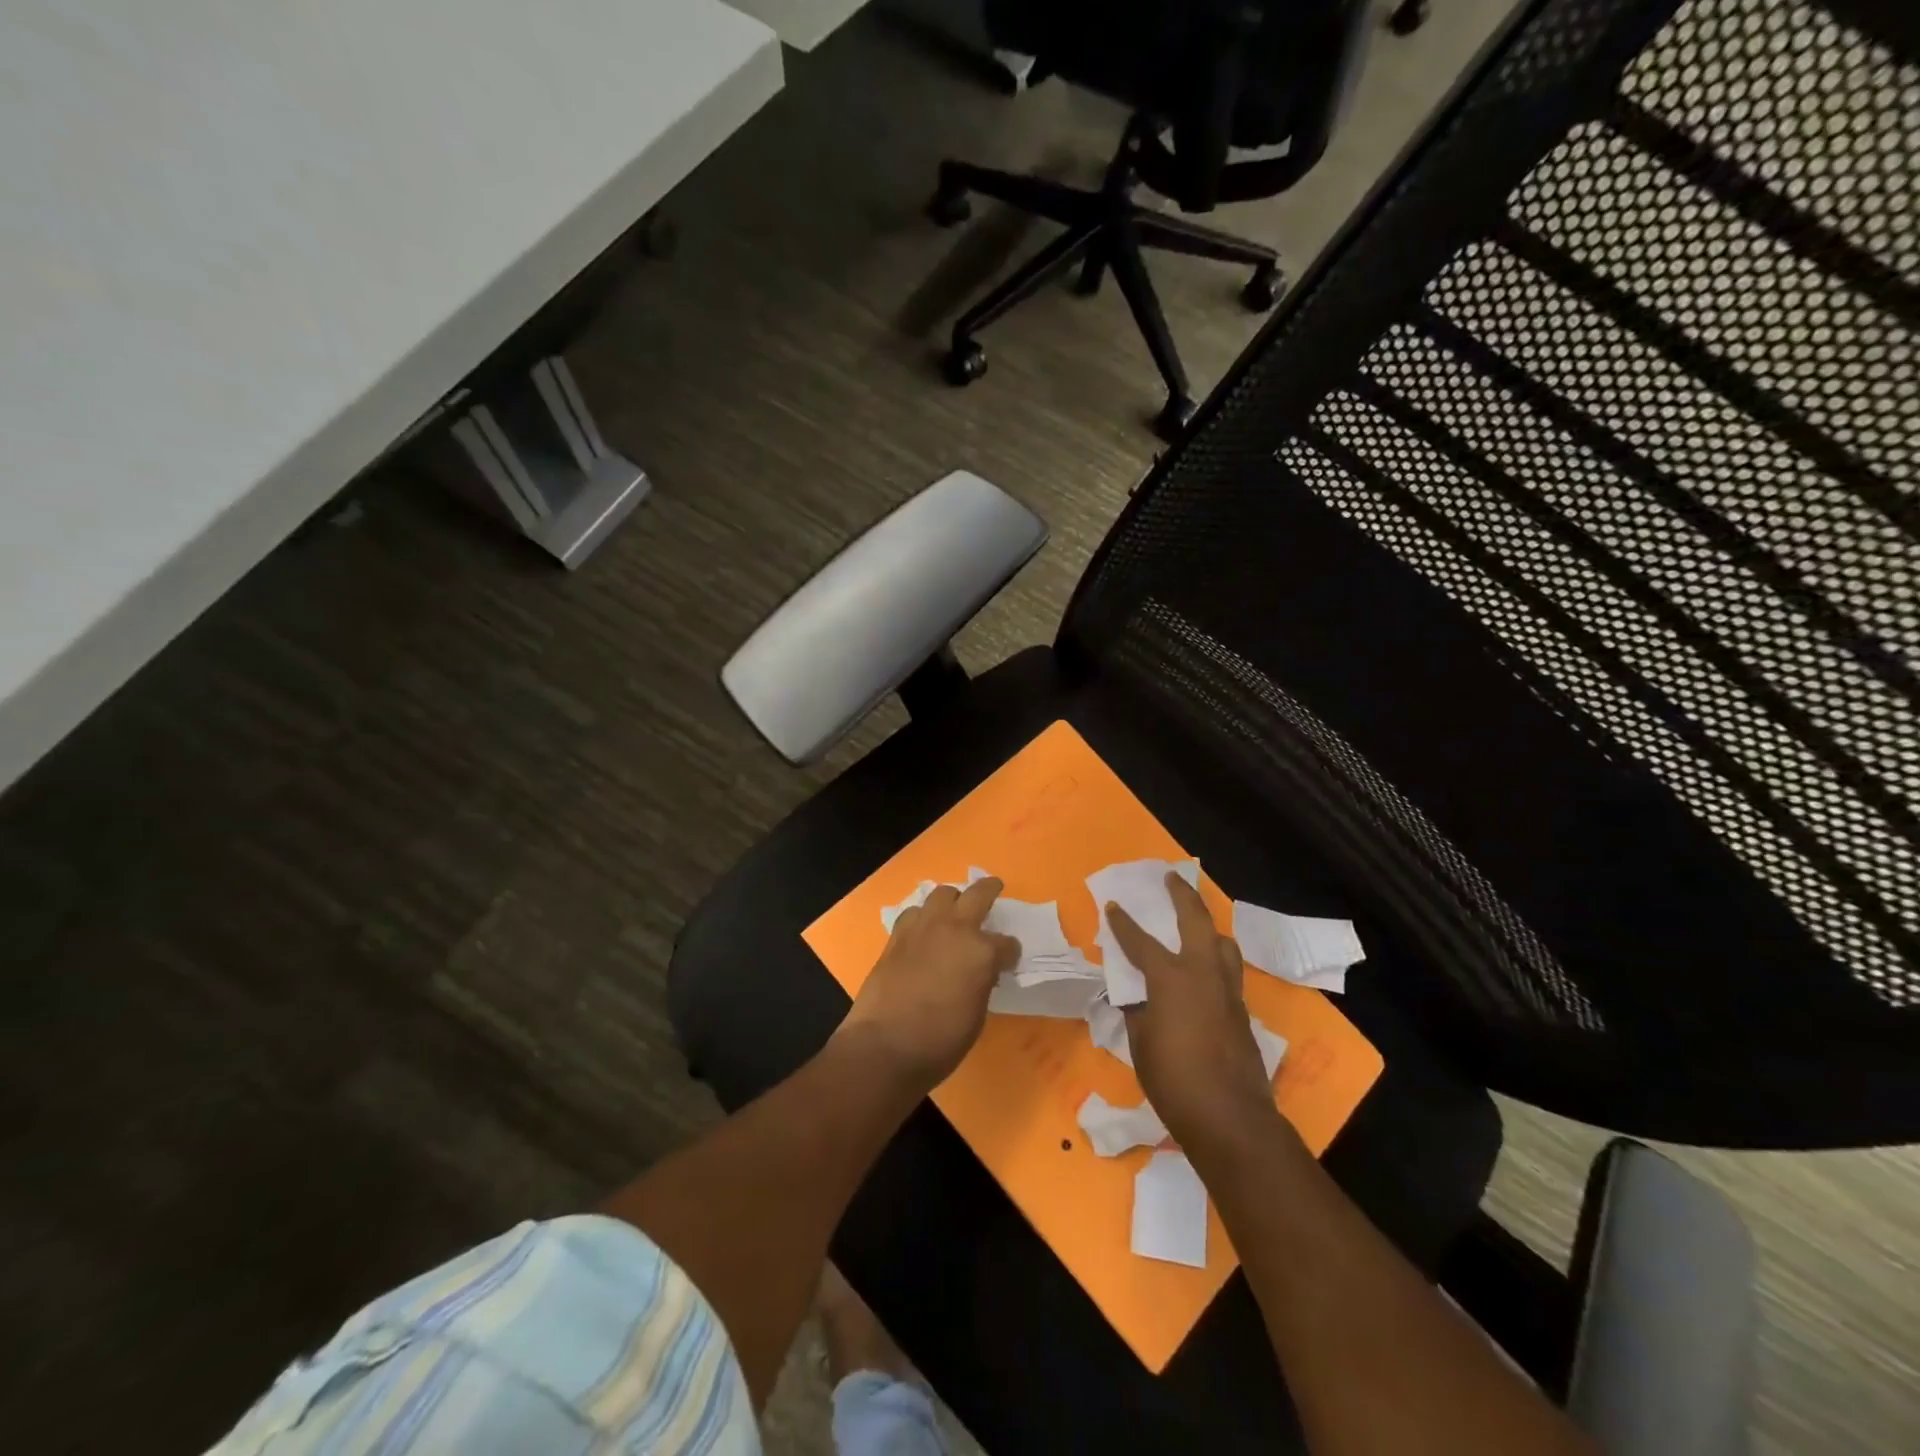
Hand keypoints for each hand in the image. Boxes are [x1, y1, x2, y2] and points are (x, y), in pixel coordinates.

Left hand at [837, 877, 1018, 1094]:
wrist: (886, 1045)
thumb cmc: (941, 1040)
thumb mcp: (977, 1015)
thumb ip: (982, 983)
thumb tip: (981, 973)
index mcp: (981, 952)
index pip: (1007, 944)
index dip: (1010, 952)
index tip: (1009, 960)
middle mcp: (954, 930)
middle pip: (977, 895)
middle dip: (989, 890)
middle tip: (994, 888)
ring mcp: (923, 928)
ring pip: (942, 893)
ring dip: (952, 899)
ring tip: (954, 910)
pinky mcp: (897, 936)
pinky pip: (914, 912)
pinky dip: (923, 916)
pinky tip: (923, 929)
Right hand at [1106, 872, 1288, 1160]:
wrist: (1230, 1117)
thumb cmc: (1173, 1079)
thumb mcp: (1140, 1043)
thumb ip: (1138, 1010)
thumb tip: (1137, 995)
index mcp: (1171, 978)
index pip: (1141, 942)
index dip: (1123, 923)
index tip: (1113, 905)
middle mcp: (1203, 973)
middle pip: (1195, 921)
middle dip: (1182, 896)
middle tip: (1172, 878)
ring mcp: (1227, 990)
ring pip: (1222, 943)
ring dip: (1208, 925)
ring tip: (1197, 921)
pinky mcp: (1242, 1010)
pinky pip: (1228, 969)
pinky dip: (1216, 957)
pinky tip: (1206, 969)